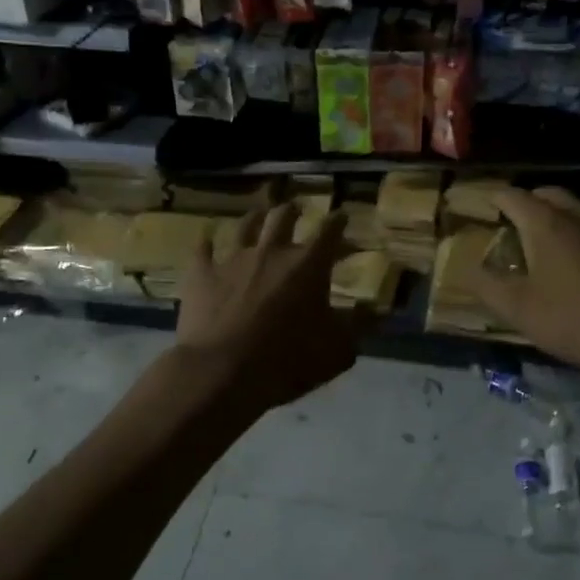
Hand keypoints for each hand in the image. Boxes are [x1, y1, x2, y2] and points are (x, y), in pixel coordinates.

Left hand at [170, 202, 367, 416]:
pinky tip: (206, 238)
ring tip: (259, 214)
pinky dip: (207, 242)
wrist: (222, 371)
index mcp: (308, 265)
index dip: (338, 221)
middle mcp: (272, 251)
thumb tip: (377, 310)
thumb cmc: (287, 360)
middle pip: (284, 217)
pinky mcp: (202, 274)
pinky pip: (203, 249)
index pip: (329, 231)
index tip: (342, 214)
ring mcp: (233, 259)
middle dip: (294, 210)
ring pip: (246, 226)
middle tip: (298, 207)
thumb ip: (359, 326)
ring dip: (255, 218)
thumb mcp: (336, 350)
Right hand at [473, 187, 579, 384]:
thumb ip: (486, 286)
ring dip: (558, 216)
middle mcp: (579, 213)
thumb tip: (467, 269)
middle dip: (527, 202)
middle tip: (513, 222)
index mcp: (546, 222)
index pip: (511, 195)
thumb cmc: (575, 319)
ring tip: (547, 241)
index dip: (492, 197)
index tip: (481, 204)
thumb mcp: (519, 310)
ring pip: (577, 209)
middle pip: (547, 194)